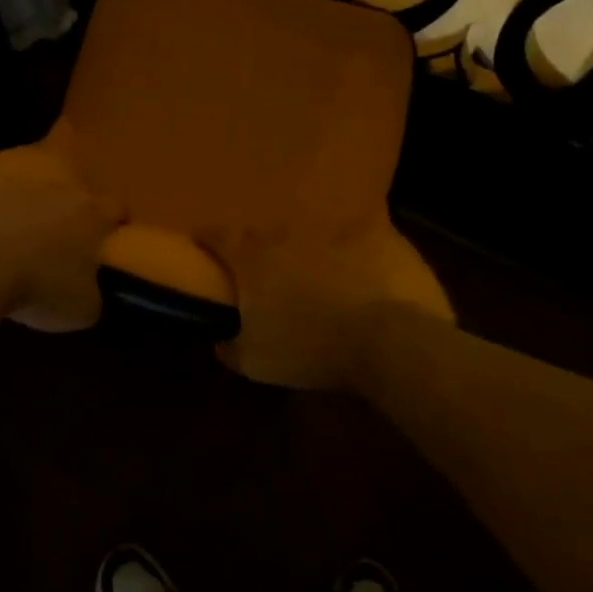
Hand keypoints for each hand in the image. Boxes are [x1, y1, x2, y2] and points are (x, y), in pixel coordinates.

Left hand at [0, 169, 122, 331]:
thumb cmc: (42, 288)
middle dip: (72, 218)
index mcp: (92, 214)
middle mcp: (60, 191)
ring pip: (35, 198)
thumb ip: (94, 293)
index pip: (116, 208)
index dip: (117, 224)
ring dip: (34, 216)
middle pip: (74, 198)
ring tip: (23, 247)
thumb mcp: (84, 309)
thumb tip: (89, 289)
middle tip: (65, 248)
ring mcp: (20, 188)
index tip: (111, 241)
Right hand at [205, 222, 450, 390]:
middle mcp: (289, 233)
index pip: (218, 237)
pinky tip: (368, 275)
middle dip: (264, 251)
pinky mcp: (378, 234)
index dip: (207, 240)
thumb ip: (231, 347)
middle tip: (268, 273)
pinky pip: (362, 237)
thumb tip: (220, 341)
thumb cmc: (311, 349)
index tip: (203, 246)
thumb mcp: (257, 362)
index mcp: (253, 258)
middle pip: (266, 235)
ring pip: (315, 234)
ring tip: (320, 276)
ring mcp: (335, 229)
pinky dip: (360, 252)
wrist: (389, 338)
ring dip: (312, 251)